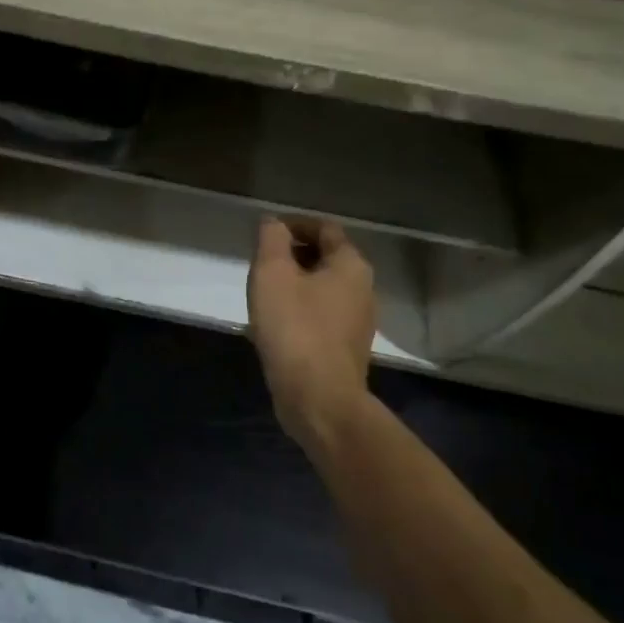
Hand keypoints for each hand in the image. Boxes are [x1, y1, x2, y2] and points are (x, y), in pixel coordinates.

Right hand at [246, 217, 375, 441]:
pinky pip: (322, 315)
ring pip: (323, 288)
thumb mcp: (273, 274)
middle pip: (326, 257)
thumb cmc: (295, 328)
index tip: (265, 234)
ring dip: (295, 283)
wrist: (319, 399)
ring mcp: (358, 321)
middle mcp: (363, 289)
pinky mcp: (346, 348)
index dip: (294, 224)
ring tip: (264, 293)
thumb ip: (272, 239)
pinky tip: (276, 324)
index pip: (325, 228)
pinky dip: (300, 309)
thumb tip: (274, 222)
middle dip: (293, 254)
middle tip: (260, 264)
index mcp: (351, 265)